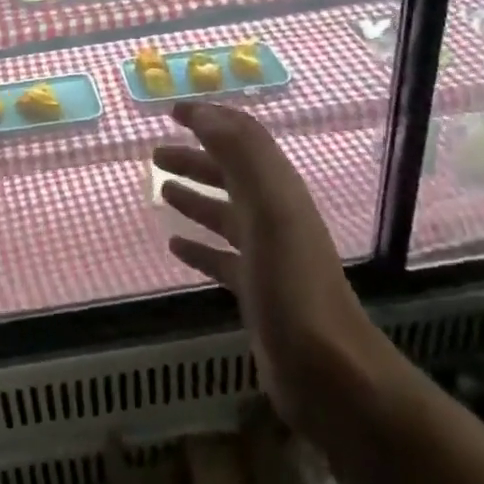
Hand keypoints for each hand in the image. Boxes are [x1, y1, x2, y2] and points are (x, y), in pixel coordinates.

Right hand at [156, 103, 383, 423]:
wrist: (328, 372)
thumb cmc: (293, 284)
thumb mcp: (270, 210)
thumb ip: (241, 156)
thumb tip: (204, 113)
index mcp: (277, 191)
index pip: (243, 138)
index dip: (211, 119)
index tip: (173, 110)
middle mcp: (273, 216)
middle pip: (230, 174)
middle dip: (195, 158)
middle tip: (155, 154)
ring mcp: (265, 255)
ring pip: (223, 213)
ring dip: (194, 196)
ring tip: (161, 189)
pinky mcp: (255, 291)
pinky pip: (220, 257)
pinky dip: (197, 245)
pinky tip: (174, 245)